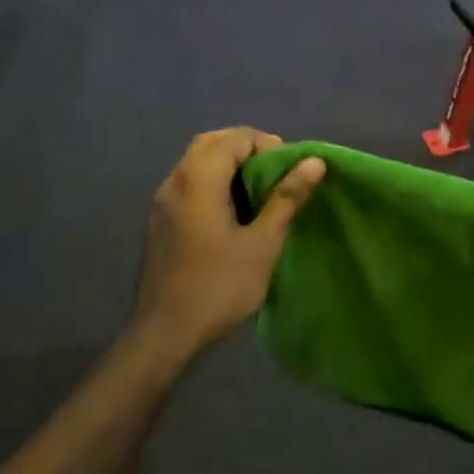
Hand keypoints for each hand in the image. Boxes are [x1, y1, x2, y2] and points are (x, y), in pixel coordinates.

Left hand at [131, 129, 324, 362]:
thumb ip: (287, 197)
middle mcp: (175, 180)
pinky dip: (212, 181)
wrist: (165, 335)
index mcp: (199, 178)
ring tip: (258, 191)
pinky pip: (188, 182)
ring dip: (228, 164)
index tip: (289, 171)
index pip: (236, 138)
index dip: (267, 145)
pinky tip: (231, 212)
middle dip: (246, 148)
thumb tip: (314, 161)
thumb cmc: (219, 286)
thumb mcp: (263, 242)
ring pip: (196, 161)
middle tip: (275, 173)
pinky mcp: (159, 221)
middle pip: (212, 142)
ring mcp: (162, 201)